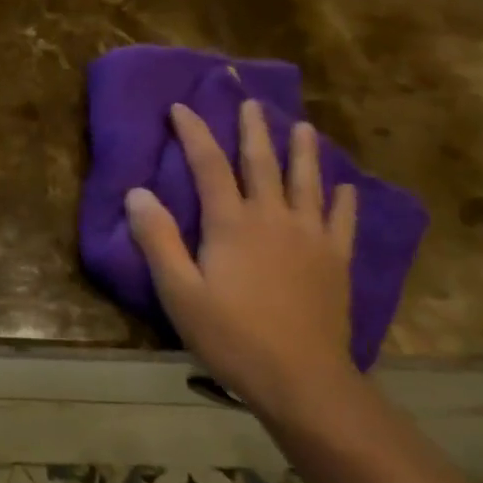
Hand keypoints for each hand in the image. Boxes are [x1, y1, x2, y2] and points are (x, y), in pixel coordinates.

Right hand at [126, 100, 359, 420]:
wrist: (303, 380)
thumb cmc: (231, 335)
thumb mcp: (178, 291)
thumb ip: (158, 239)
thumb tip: (138, 193)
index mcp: (232, 223)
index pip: (209, 166)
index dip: (194, 134)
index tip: (181, 108)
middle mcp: (274, 219)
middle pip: (262, 164)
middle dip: (253, 131)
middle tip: (251, 102)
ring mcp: (311, 239)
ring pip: (307, 183)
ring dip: (303, 152)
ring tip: (303, 127)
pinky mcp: (335, 262)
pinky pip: (342, 221)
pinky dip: (343, 199)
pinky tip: (345, 188)